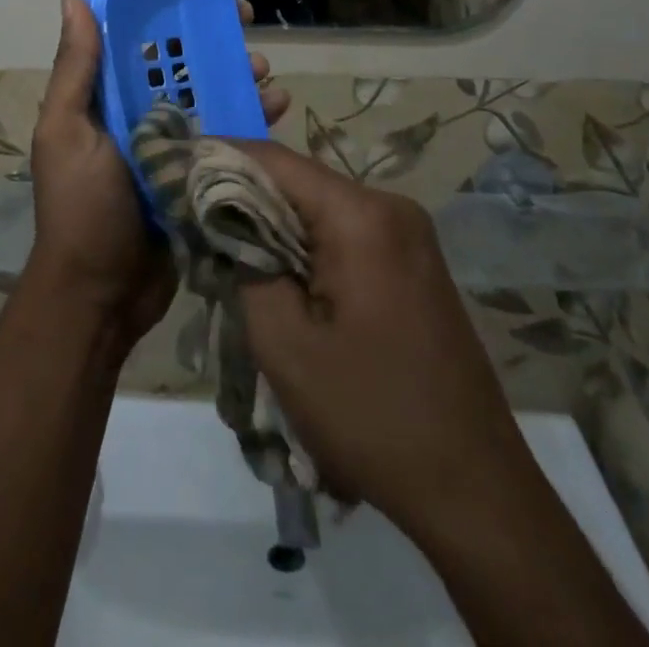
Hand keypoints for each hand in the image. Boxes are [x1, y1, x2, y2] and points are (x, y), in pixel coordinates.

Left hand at [28, 0, 289, 349]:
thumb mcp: (67, 133)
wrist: (103, 294)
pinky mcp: (195, 162)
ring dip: (234, 66)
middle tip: (240, 10)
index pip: (109, 16)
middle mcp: (132, 100)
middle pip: (170, 44)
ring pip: (205, 80)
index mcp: (99, 88)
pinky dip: (251, 110)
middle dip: (201, 20)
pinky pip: (227, 124)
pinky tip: (276, 105)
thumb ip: (76, 69)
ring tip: (262, 66)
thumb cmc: (81, 208)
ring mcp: (166, 131)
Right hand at [229, 143, 518, 544]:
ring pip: (320, 208)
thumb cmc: (372, 416)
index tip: (174, 166)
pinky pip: (345, 233)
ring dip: (273, 223)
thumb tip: (223, 221)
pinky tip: (279, 275)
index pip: (275, 160)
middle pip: (299, 181)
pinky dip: (305, 244)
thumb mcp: (285, 346)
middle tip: (192, 216)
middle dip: (244, 195)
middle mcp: (390, 207)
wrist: (474, 490)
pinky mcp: (413, 262)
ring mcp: (409, 235)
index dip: (220, 157)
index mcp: (361, 216)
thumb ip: (244, 266)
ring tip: (226, 249)